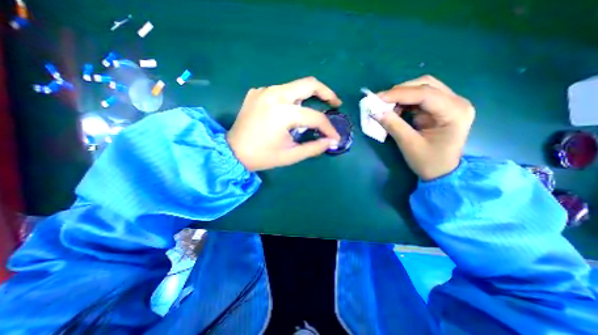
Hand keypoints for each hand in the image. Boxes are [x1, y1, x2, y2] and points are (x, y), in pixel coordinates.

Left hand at [228, 77, 339, 171]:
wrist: (232, 152)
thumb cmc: (262, 156)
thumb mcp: (291, 155)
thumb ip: (314, 147)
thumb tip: (331, 142)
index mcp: (282, 113)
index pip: (315, 116)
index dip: (328, 128)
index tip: (335, 137)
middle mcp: (273, 95)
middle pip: (308, 84)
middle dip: (326, 93)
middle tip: (335, 103)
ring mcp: (263, 91)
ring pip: (295, 87)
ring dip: (308, 97)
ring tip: (314, 110)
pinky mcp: (257, 92)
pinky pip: (280, 91)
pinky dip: (291, 99)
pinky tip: (290, 112)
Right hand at [375, 74, 473, 179]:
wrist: (442, 173)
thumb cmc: (429, 162)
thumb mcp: (409, 144)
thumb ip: (393, 125)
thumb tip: (375, 111)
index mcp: (454, 112)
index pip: (425, 94)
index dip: (398, 94)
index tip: (377, 98)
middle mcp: (456, 102)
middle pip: (426, 85)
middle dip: (400, 91)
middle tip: (380, 101)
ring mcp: (449, 104)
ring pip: (422, 88)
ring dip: (401, 95)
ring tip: (385, 106)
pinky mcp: (440, 108)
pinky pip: (419, 98)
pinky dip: (404, 101)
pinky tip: (395, 110)